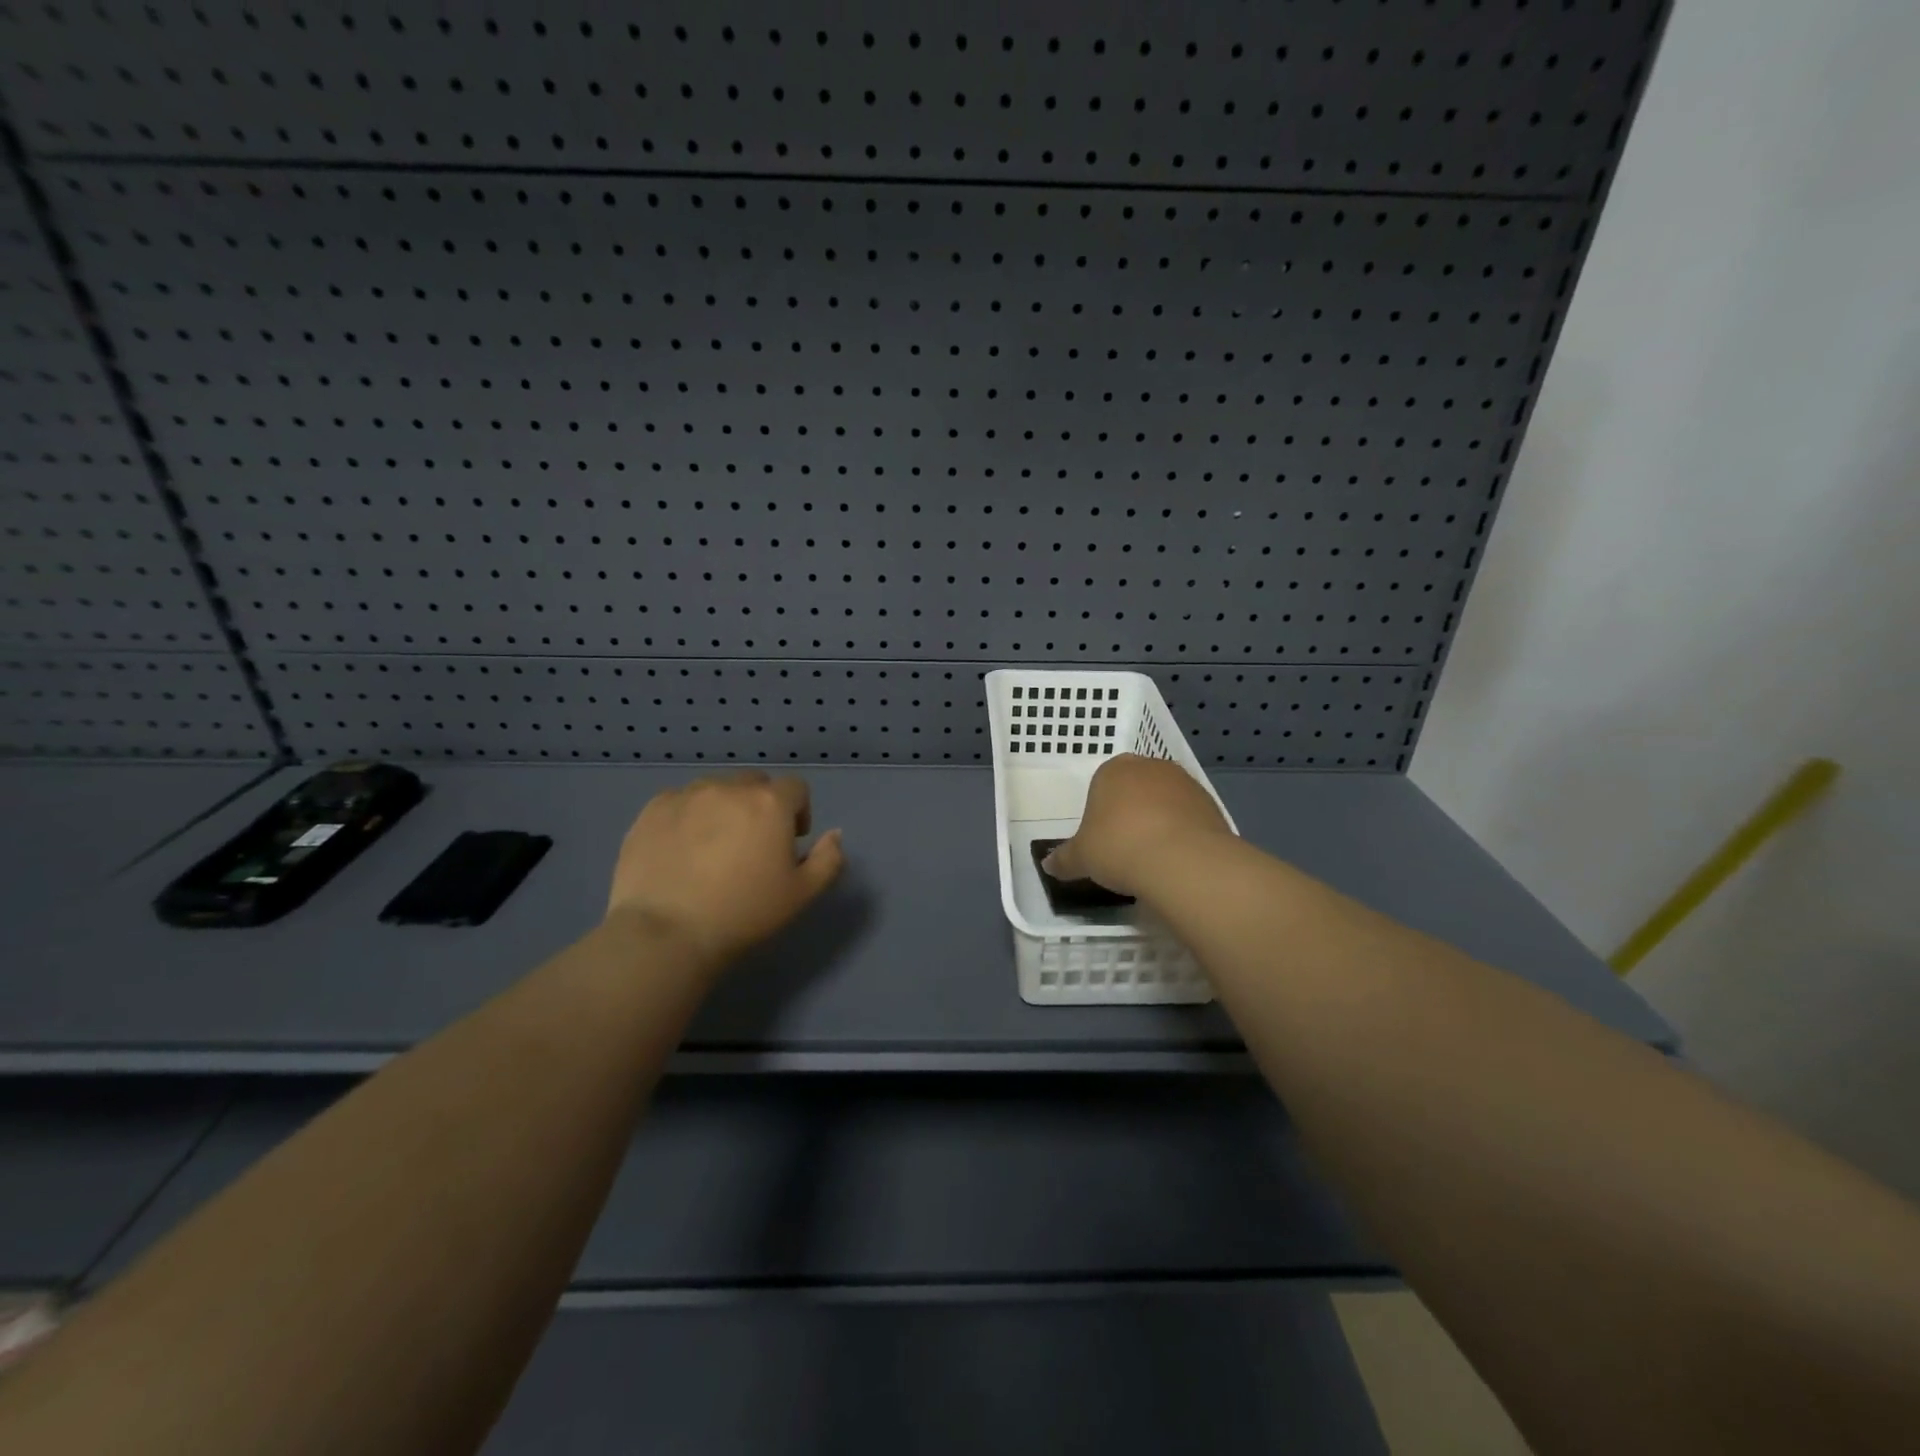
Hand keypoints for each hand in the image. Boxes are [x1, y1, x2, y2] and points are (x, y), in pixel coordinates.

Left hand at [606, 772, 844, 970]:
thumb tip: (834, 835)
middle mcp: (730, 788)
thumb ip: (828, 859)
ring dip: (723, 809)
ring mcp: (687, 796)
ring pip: (715, 790)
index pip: (796, 789)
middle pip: (755, 784)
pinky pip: (680, 802)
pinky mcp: (652, 810)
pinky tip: (681, 850)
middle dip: (760, 807)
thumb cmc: (744, 914)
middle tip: (752, 846)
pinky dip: (687, 817)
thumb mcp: (802, 894)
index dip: (798, 812)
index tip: (789, 843)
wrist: (666, 934)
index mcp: (770, 803)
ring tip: (713, 847)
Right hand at [1043, 754, 1231, 897]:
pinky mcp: (1212, 804)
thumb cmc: (1118, 848)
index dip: (1101, 811)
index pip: (1102, 783)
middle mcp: (1150, 767)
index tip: (1102, 839)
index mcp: (1113, 770)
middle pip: (1136, 788)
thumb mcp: (1082, 858)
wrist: (1182, 861)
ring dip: (1160, 822)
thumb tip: (1048, 866)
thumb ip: (1064, 859)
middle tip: (1125, 847)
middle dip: (1131, 812)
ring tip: (1152, 858)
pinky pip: (1189, 818)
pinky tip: (1176, 860)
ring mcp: (1185, 783)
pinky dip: (1183, 834)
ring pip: (1165, 801)